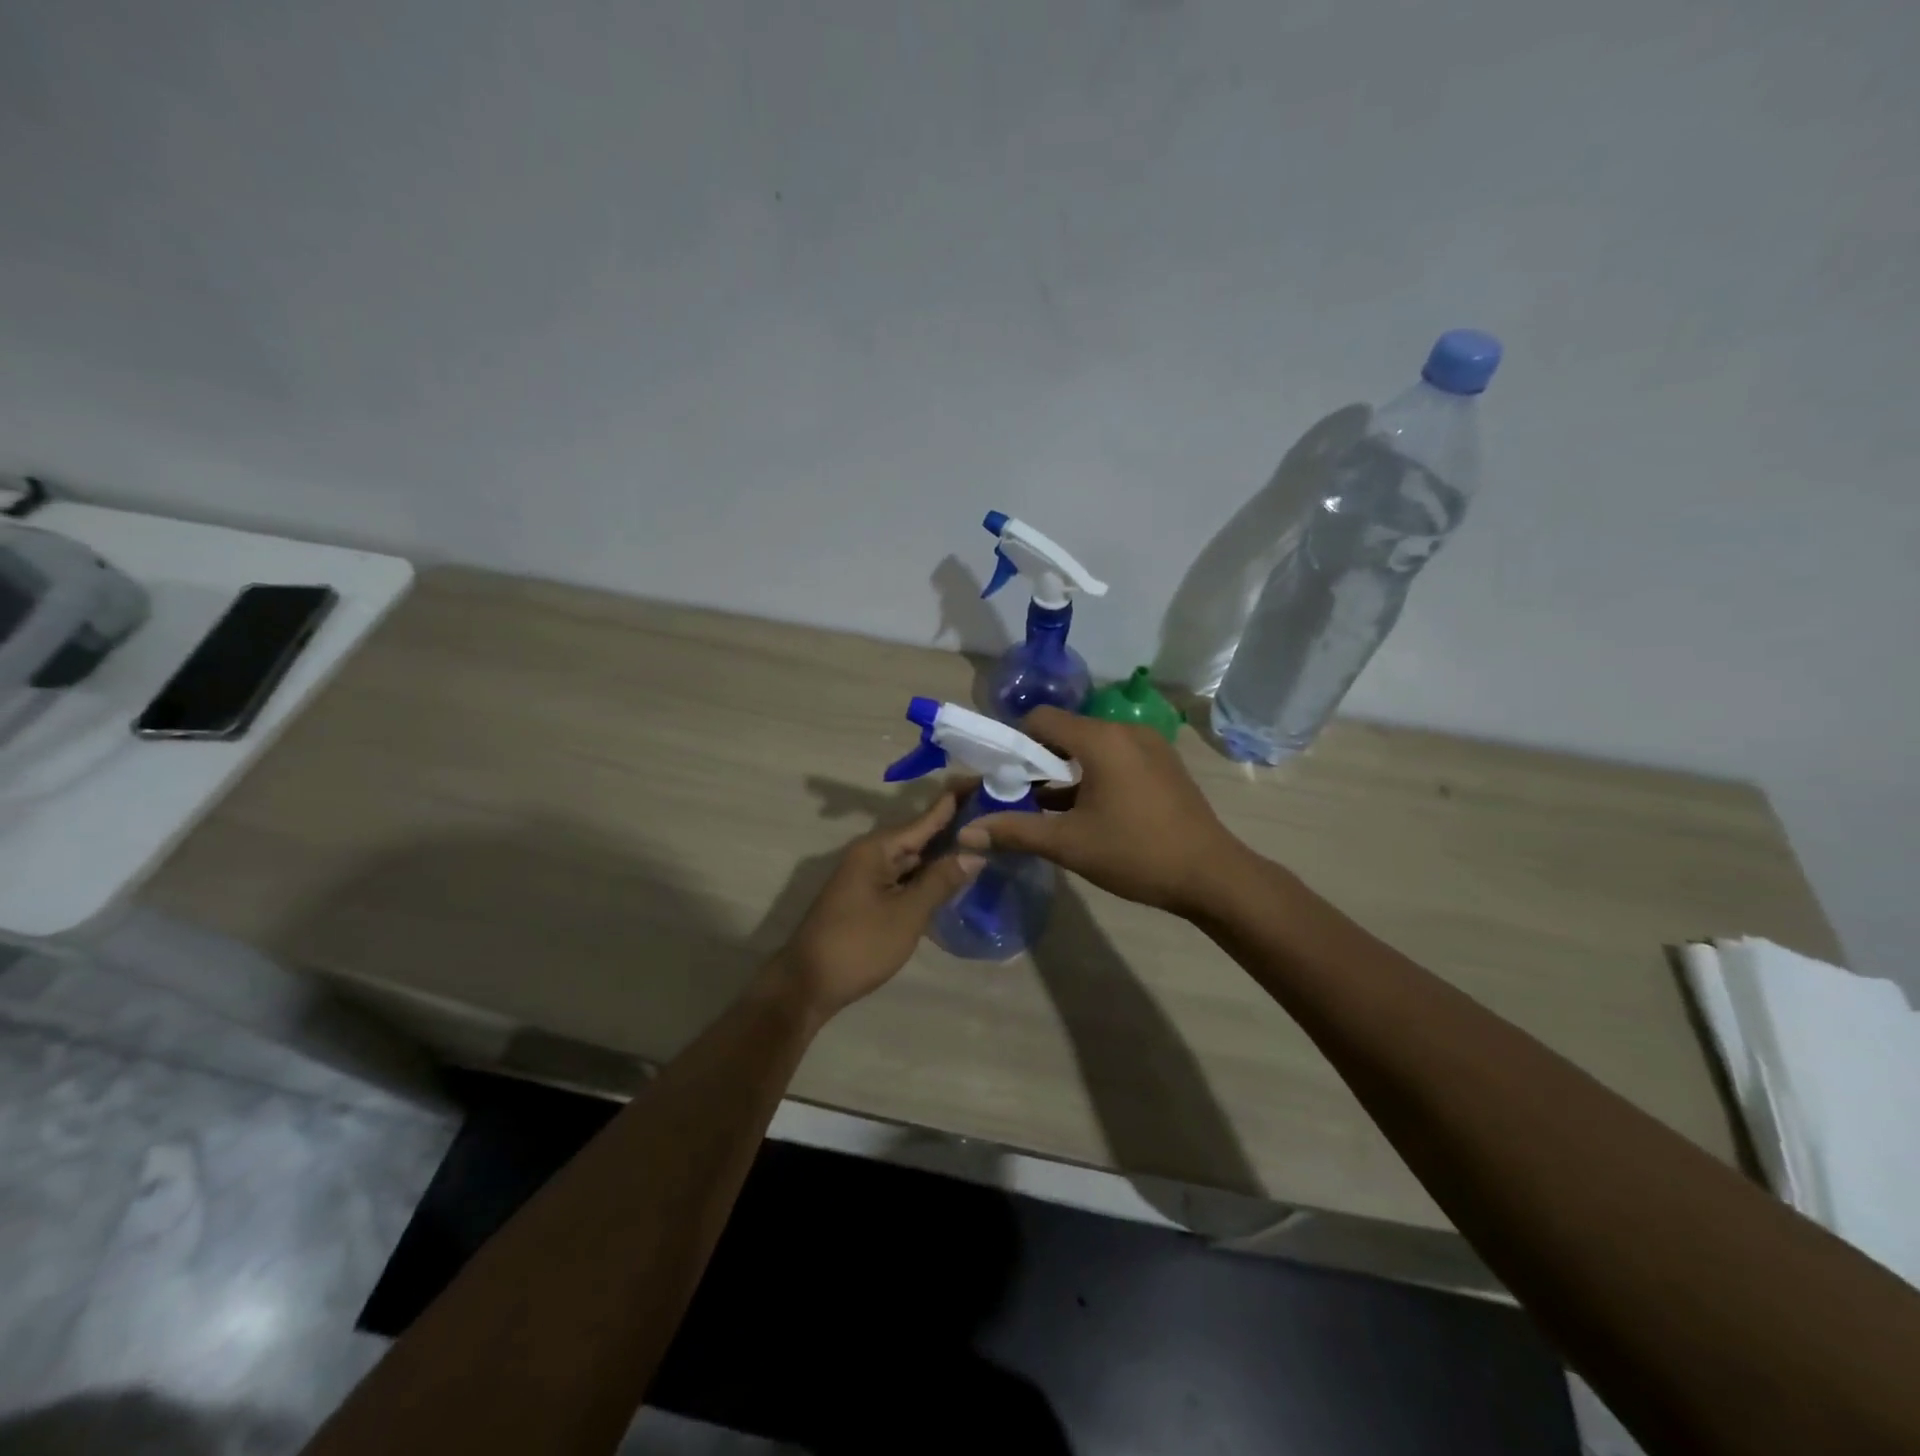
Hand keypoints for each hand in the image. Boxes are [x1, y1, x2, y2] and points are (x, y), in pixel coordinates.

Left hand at [773, 789, 983, 1019]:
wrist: (807, 984)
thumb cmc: (859, 944)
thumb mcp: (907, 913)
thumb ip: (940, 881)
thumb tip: (974, 854)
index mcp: (878, 848)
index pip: (925, 817)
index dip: (955, 801)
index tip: (983, 780)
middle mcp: (871, 855)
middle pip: (920, 835)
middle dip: (954, 827)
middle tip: (994, 815)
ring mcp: (868, 877)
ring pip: (913, 859)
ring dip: (943, 854)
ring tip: (982, 841)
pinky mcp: (868, 899)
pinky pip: (904, 878)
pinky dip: (928, 876)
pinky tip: (952, 879)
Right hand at [956, 707, 1244, 916]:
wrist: (1211, 875)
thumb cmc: (1135, 854)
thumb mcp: (1068, 844)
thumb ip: (1014, 832)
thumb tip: (965, 834)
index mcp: (1100, 739)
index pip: (1041, 719)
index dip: (1014, 743)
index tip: (1004, 775)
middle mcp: (1125, 731)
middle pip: (1066, 730)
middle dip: (1038, 759)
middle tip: (1022, 796)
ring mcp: (1150, 745)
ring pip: (1092, 745)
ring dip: (1066, 769)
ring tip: (1051, 808)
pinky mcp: (1163, 763)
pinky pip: (1116, 756)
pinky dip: (1094, 774)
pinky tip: (1088, 810)